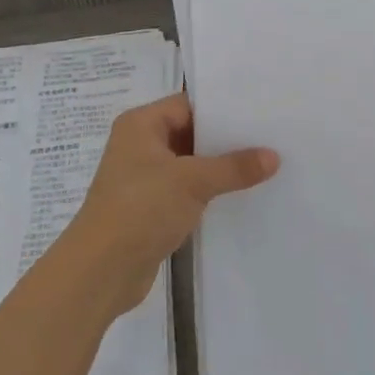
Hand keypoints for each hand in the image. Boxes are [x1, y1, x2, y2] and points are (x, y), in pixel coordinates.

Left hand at [69, 93, 278, 312]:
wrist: (101, 270)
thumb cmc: (141, 209)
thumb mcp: (193, 181)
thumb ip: (234, 167)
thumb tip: (274, 156)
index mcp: (141, 125)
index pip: (187, 104)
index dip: (222, 108)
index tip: (260, 111)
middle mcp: (140, 145)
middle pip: (190, 133)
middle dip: (225, 139)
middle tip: (269, 138)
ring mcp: (144, 178)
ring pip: (189, 164)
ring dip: (219, 168)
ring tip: (264, 165)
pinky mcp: (150, 207)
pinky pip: (185, 190)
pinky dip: (208, 192)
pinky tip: (240, 195)